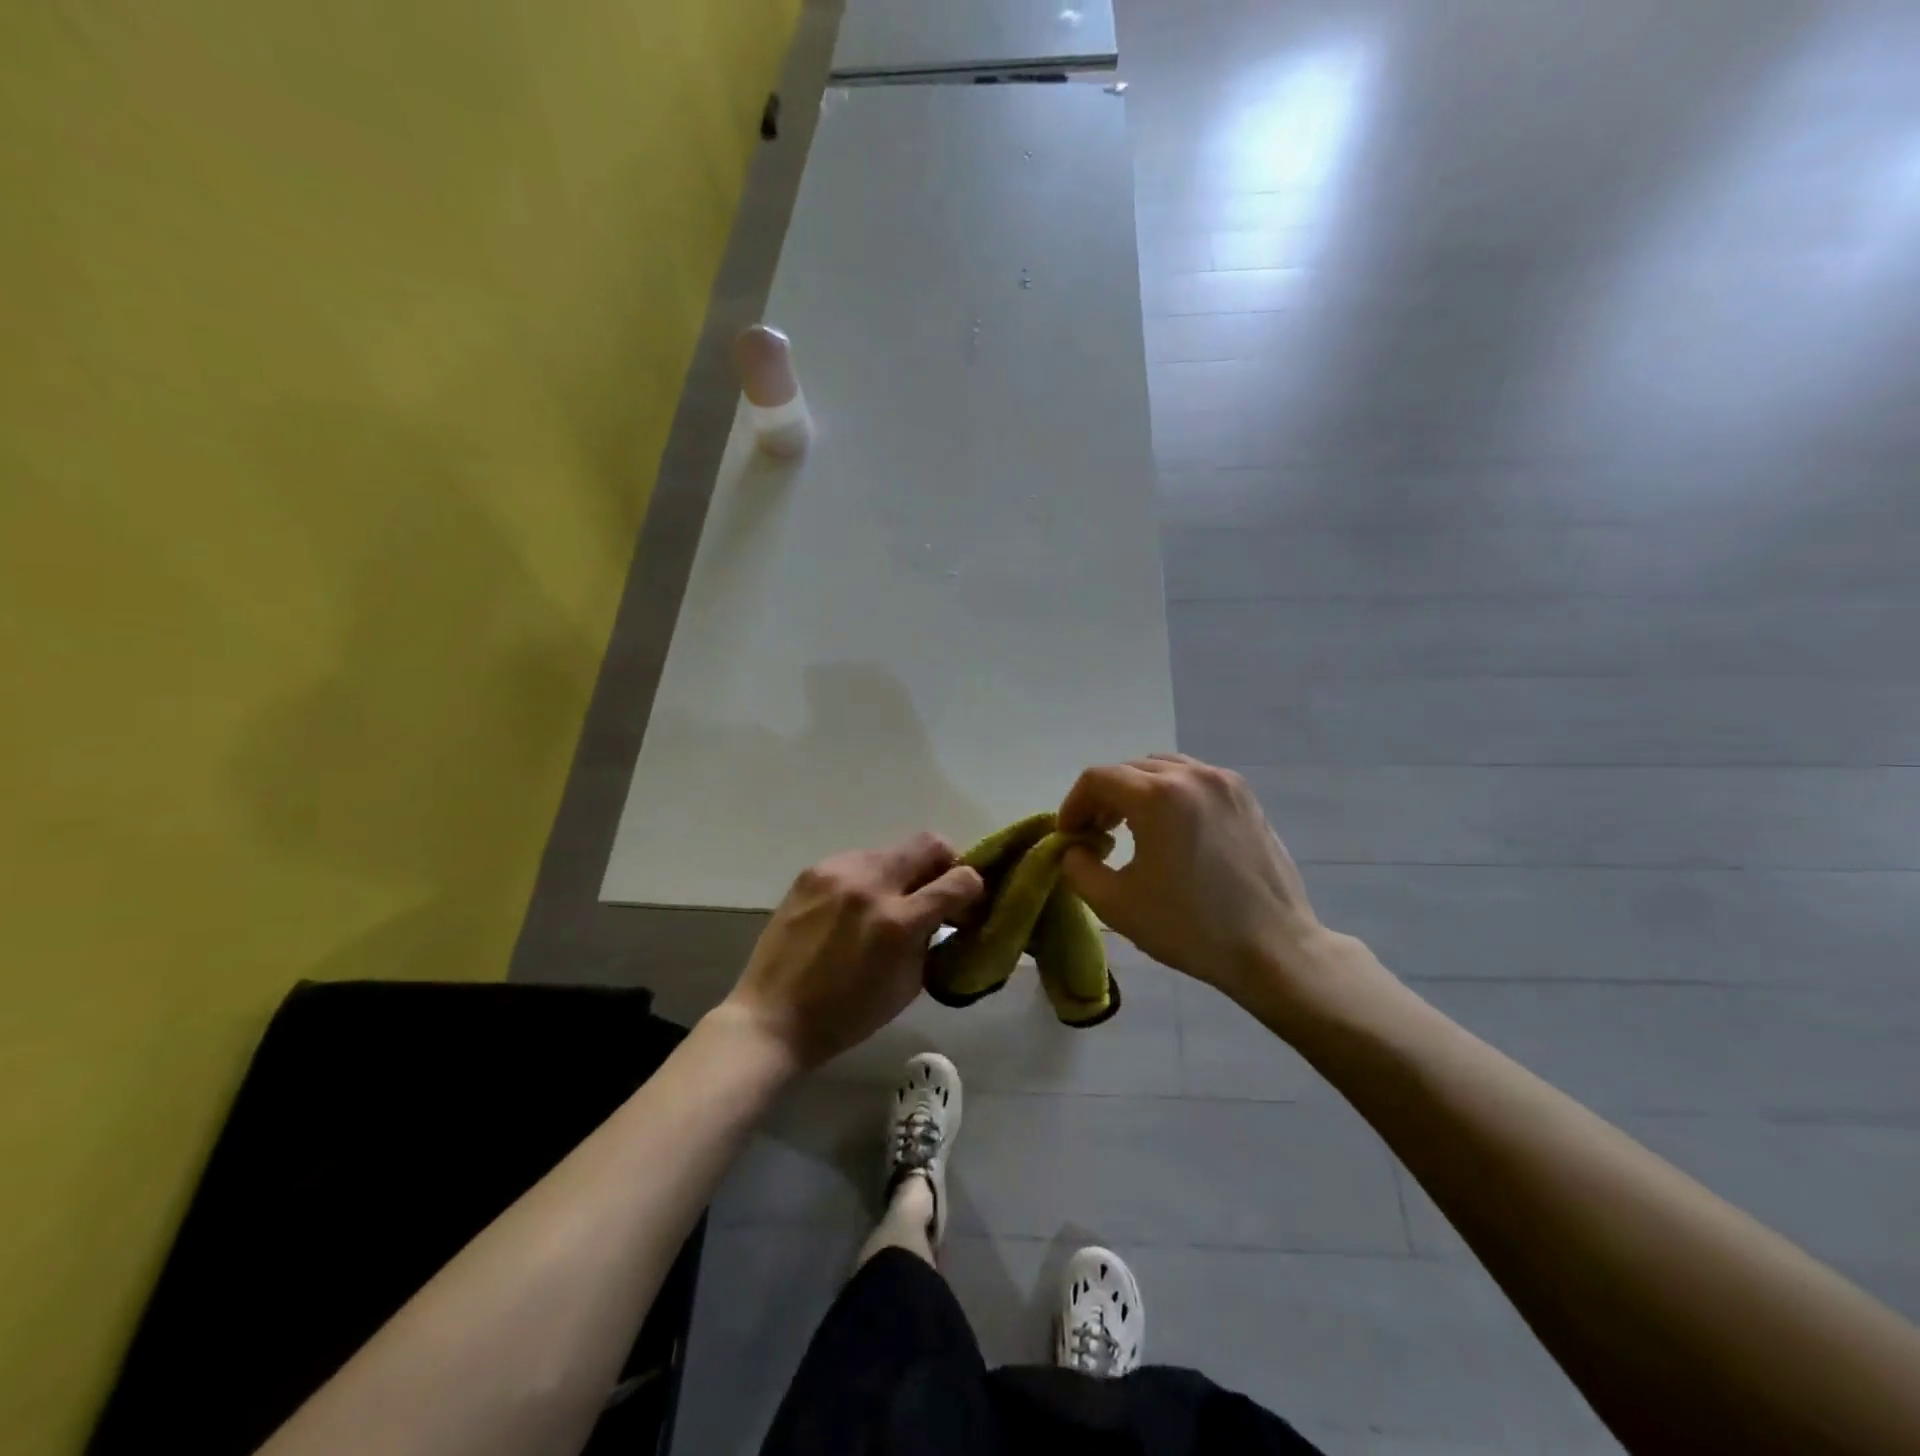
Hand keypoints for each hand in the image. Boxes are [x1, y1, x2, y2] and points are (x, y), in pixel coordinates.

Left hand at [724, 833, 984, 1069]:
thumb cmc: (846, 1015)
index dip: (973, 889)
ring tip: (889, 902)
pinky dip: (869, 878)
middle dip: (944, 863)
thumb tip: (945, 913)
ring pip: (892, 850)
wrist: (772, 1016)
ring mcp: (838, 872)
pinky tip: (855, 906)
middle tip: (937, 890)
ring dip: (903, 872)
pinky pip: (858, 860)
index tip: (967, 904)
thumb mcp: (907, 985)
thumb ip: (931, 940)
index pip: (960, 880)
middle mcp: (871, 885)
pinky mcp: (813, 870)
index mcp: (898, 922)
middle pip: (930, 842)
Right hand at [1057, 754, 1333, 1011]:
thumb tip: (1074, 849)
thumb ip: (1078, 867)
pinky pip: (1194, 779)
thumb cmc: (1190, 927)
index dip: (1073, 805)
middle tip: (1095, 836)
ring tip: (1131, 829)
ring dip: (1136, 792)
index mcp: (1157, 796)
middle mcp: (1191, 775)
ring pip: (1162, 769)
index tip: (1069, 837)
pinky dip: (1170, 794)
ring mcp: (1224, 783)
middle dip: (1103, 798)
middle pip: (1129, 770)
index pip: (1097, 779)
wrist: (1273, 949)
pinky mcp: (1246, 797)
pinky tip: (1171, 831)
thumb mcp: (1116, 904)